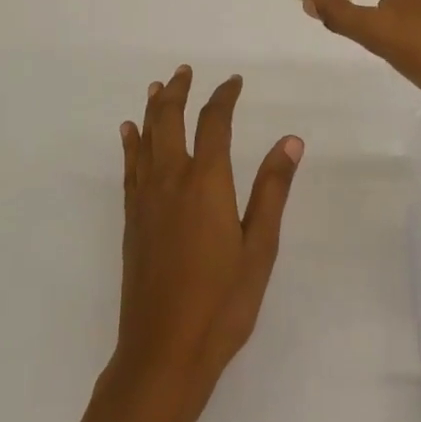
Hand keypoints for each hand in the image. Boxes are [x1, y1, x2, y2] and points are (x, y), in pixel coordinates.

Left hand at [114, 67, 303, 410]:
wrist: (163, 350)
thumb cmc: (222, 303)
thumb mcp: (259, 248)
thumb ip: (272, 190)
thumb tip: (290, 140)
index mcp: (206, 182)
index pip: (214, 122)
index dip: (223, 96)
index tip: (234, 82)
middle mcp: (171, 179)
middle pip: (169, 120)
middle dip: (177, 90)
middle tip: (185, 71)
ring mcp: (146, 198)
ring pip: (146, 138)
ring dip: (153, 108)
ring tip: (157, 87)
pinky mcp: (131, 219)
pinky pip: (130, 166)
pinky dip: (131, 142)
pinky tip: (129, 133)